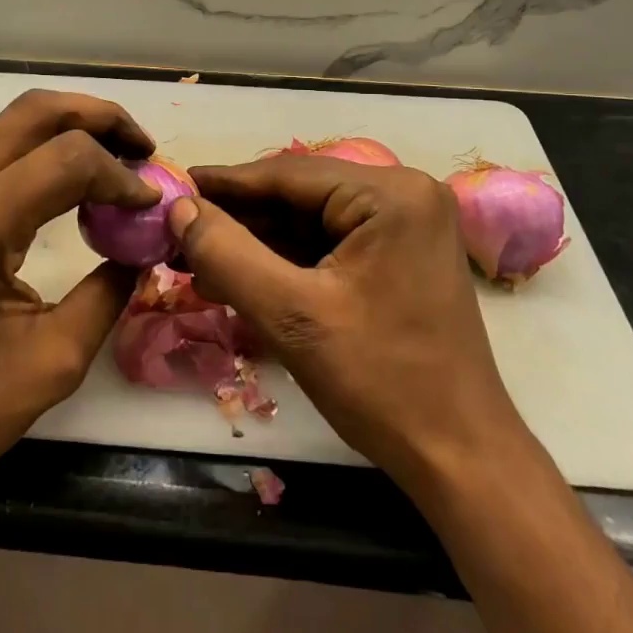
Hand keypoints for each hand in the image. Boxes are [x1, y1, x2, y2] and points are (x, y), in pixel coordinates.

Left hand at [0, 91, 157, 510]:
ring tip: (117, 157)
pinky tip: (67, 180)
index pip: (68, 159)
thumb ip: (108, 293)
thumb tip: (143, 249)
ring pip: (14, 122)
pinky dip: (41, 146)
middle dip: (101, 118)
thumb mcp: (54, 361)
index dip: (121, 174)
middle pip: (36, 111)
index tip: (151, 206)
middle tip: (144, 149)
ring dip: (71, 127)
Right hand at [170, 157, 529, 498]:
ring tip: (197, 260)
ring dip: (257, 243)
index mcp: (390, 194)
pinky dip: (286, 261)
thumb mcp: (291, 316)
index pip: (288, 174)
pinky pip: (330, 243)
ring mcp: (405, 225)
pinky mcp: (400, 254)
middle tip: (179, 234)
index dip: (224, 185)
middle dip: (239, 220)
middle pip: (299, 195)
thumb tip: (179, 209)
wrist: (460, 458)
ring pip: (311, 220)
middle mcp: (403, 194)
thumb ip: (228, 254)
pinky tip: (241, 276)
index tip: (173, 189)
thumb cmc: (381, 382)